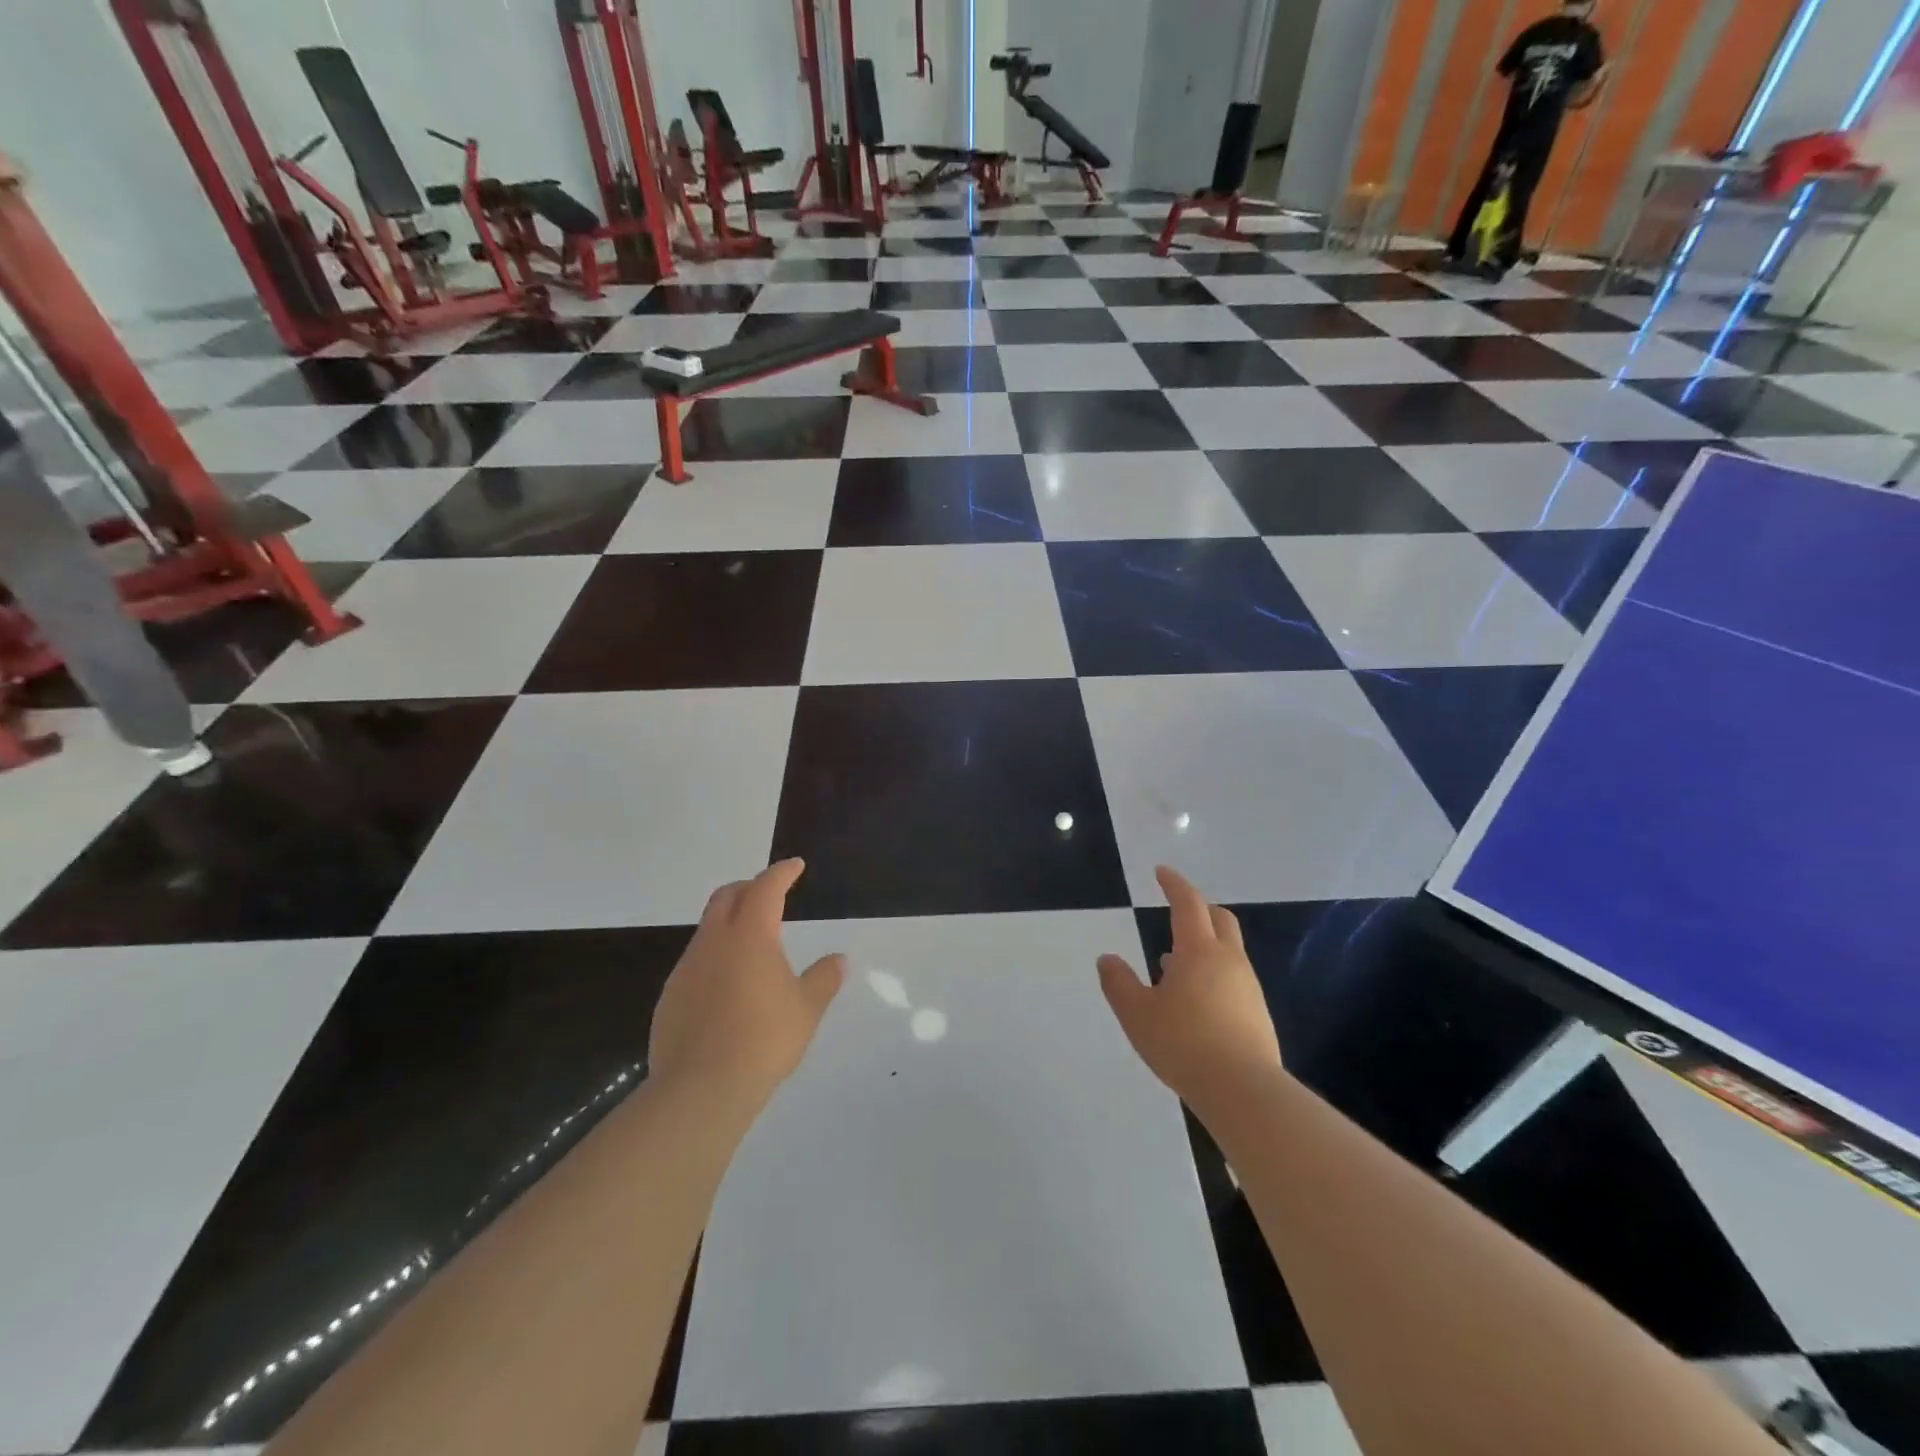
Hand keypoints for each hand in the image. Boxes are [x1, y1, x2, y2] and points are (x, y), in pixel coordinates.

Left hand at [649, 860, 845, 1106]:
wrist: (701, 1088)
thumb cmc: (764, 1040)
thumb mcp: (807, 1008)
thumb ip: (824, 978)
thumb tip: (837, 960)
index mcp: (750, 935)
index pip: (766, 888)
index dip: (781, 873)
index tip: (795, 866)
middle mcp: (714, 942)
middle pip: (726, 897)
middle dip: (749, 887)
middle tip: (769, 893)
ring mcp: (687, 969)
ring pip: (707, 929)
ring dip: (730, 923)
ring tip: (752, 945)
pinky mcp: (670, 997)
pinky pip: (695, 962)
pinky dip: (715, 958)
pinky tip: (728, 987)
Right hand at [1097, 866, 1282, 1110]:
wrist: (1243, 1090)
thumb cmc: (1183, 1043)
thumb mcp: (1137, 1014)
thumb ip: (1119, 983)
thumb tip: (1106, 959)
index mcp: (1198, 950)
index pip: (1188, 903)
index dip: (1174, 884)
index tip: (1162, 872)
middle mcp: (1228, 960)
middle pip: (1219, 919)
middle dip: (1199, 908)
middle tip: (1177, 910)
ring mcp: (1248, 987)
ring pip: (1228, 951)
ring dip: (1204, 946)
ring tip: (1173, 963)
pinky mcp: (1258, 1014)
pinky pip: (1233, 978)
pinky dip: (1213, 973)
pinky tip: (1195, 1000)